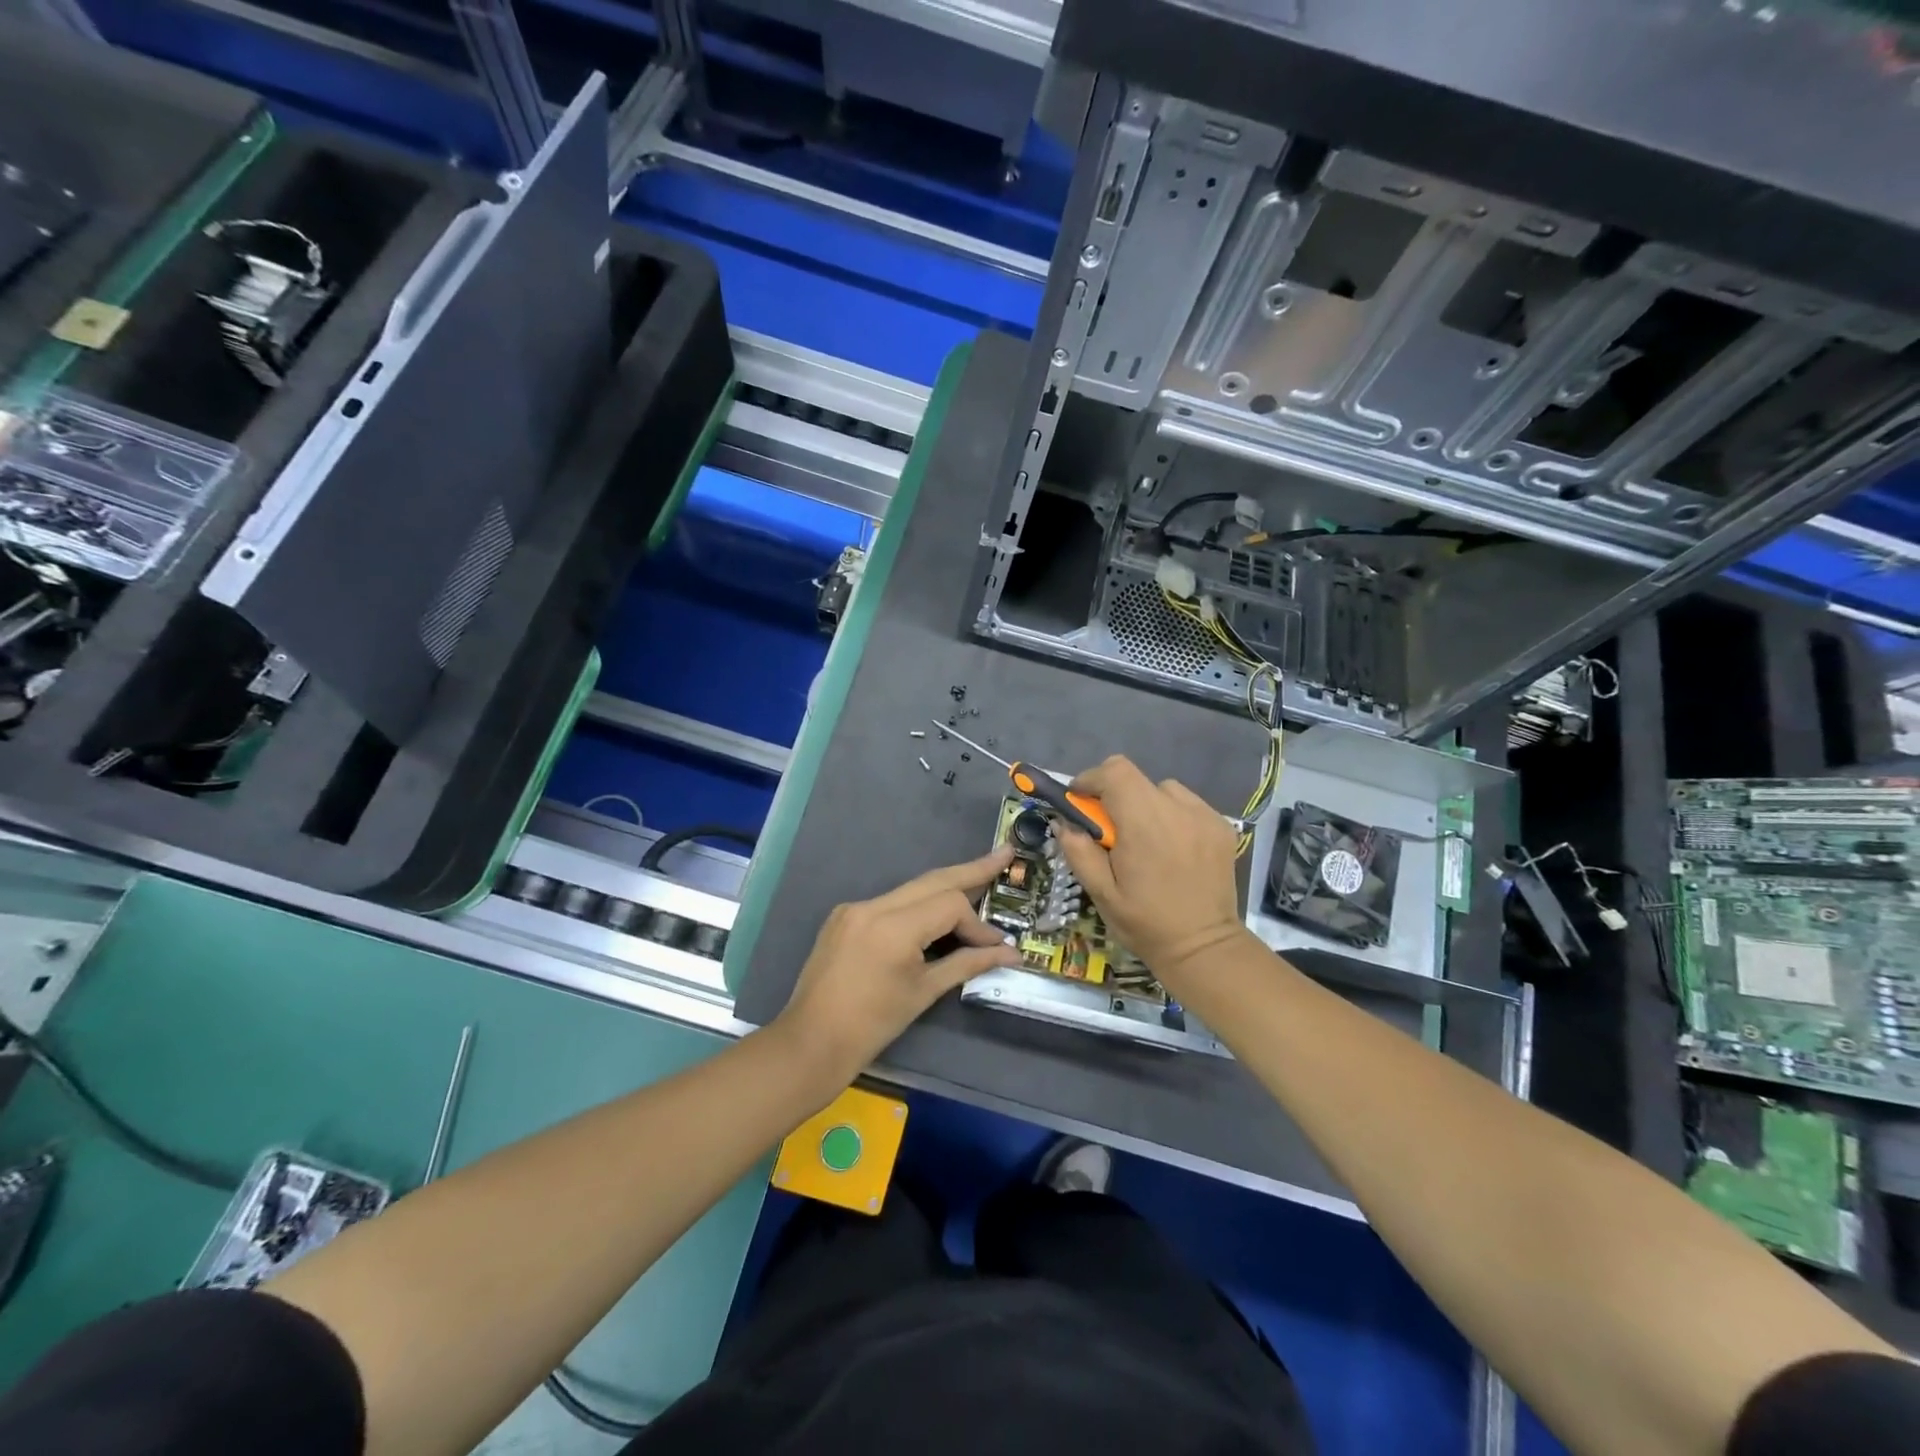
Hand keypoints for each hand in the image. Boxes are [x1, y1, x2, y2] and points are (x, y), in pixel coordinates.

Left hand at [776, 849, 1021, 1084]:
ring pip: (911, 889)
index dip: (977, 924)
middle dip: (971, 869)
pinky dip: (918, 905)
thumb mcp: (925, 992)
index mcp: (892, 927)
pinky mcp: (844, 916)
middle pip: (932, 880)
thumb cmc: (872, 1025)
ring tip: (980, 876)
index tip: (997, 947)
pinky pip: (890, 903)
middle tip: (1004, 854)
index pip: (949, 905)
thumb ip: (968, 964)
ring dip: (945, 888)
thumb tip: (1010, 953)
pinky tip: (937, 911)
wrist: (811, 1042)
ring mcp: (854, 908)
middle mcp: (872, 906)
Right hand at [1054, 756, 1245, 985]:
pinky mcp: (1222, 826)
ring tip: (1144, 840)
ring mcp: (1204, 816)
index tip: (1080, 801)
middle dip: (1115, 795)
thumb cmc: (1146, 923)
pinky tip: (1172, 847)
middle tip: (1110, 829)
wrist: (1204, 948)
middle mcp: (1177, 810)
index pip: (1115, 772)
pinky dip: (1172, 815)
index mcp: (1143, 824)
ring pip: (1163, 790)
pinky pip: (1188, 805)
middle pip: (1136, 777)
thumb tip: (1064, 822)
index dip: (1092, 779)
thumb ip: (1079, 851)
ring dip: (1146, 804)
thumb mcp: (1101, 893)